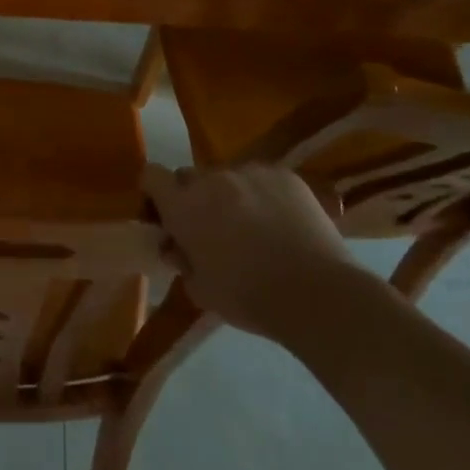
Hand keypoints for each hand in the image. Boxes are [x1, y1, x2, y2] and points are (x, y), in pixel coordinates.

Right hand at [143, 161, 365, 342]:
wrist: (319, 295)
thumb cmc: (250, 297)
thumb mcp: (201, 290)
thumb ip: (182, 261)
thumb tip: (177, 247)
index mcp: (184, 205)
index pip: (151, 176)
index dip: (154, 192)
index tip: (164, 214)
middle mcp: (211, 179)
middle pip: (189, 176)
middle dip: (193, 197)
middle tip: (211, 228)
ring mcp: (249, 172)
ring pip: (228, 177)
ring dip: (230, 196)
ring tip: (254, 227)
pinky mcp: (284, 175)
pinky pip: (262, 178)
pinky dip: (264, 195)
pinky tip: (281, 222)